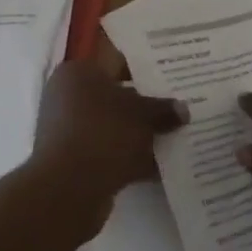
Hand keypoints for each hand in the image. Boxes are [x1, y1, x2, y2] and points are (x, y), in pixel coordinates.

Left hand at [30, 60, 187, 215]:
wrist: (69, 189)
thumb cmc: (103, 133)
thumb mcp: (142, 115)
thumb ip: (163, 109)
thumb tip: (183, 110)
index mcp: (78, 74)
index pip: (117, 62)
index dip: (147, 68)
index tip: (172, 75)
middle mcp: (68, 97)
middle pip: (116, 96)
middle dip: (147, 105)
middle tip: (180, 106)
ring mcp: (70, 131)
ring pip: (115, 127)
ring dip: (141, 134)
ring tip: (177, 136)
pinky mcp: (75, 162)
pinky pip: (110, 152)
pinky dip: (132, 157)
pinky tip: (162, 165)